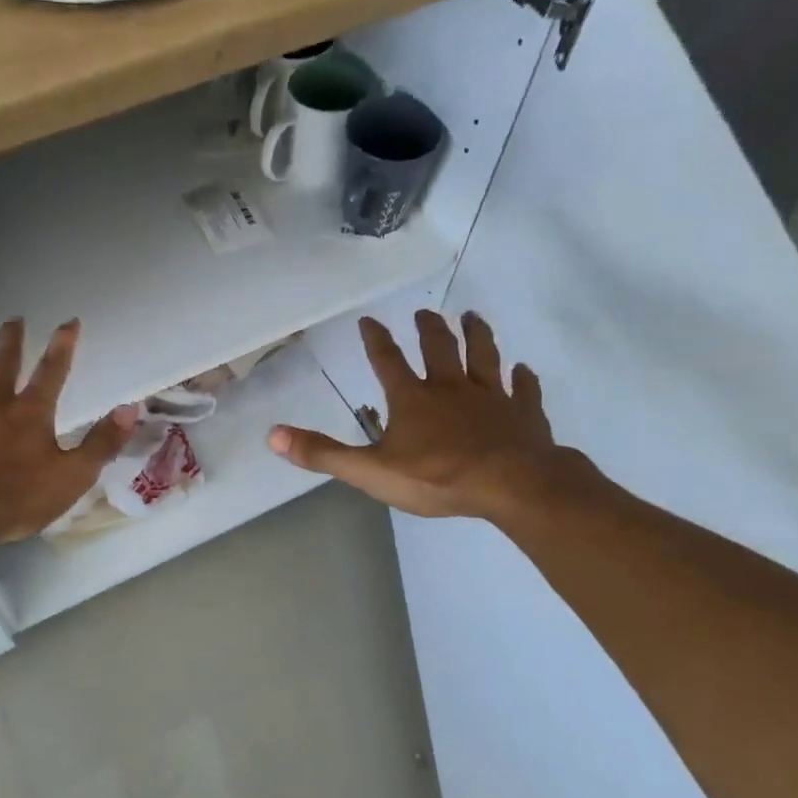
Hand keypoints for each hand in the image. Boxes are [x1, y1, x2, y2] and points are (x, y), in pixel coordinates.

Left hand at [0, 318, 138, 548]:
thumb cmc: (18, 497)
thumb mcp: (74, 475)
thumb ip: (102, 442)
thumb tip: (130, 407)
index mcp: (30, 413)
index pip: (52, 371)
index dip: (63, 345)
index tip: (70, 321)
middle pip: (2, 364)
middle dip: (10, 339)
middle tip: (13, 318)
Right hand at [268, 310, 593, 525]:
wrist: (511, 485)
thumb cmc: (437, 477)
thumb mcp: (370, 471)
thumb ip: (323, 453)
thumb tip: (273, 436)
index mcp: (413, 400)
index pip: (388, 362)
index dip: (376, 340)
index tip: (370, 320)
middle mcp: (451, 388)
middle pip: (440, 349)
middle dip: (430, 330)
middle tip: (426, 313)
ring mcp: (492, 398)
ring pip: (484, 357)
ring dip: (478, 336)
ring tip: (473, 317)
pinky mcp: (524, 414)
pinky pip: (524, 391)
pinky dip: (523, 379)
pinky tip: (524, 370)